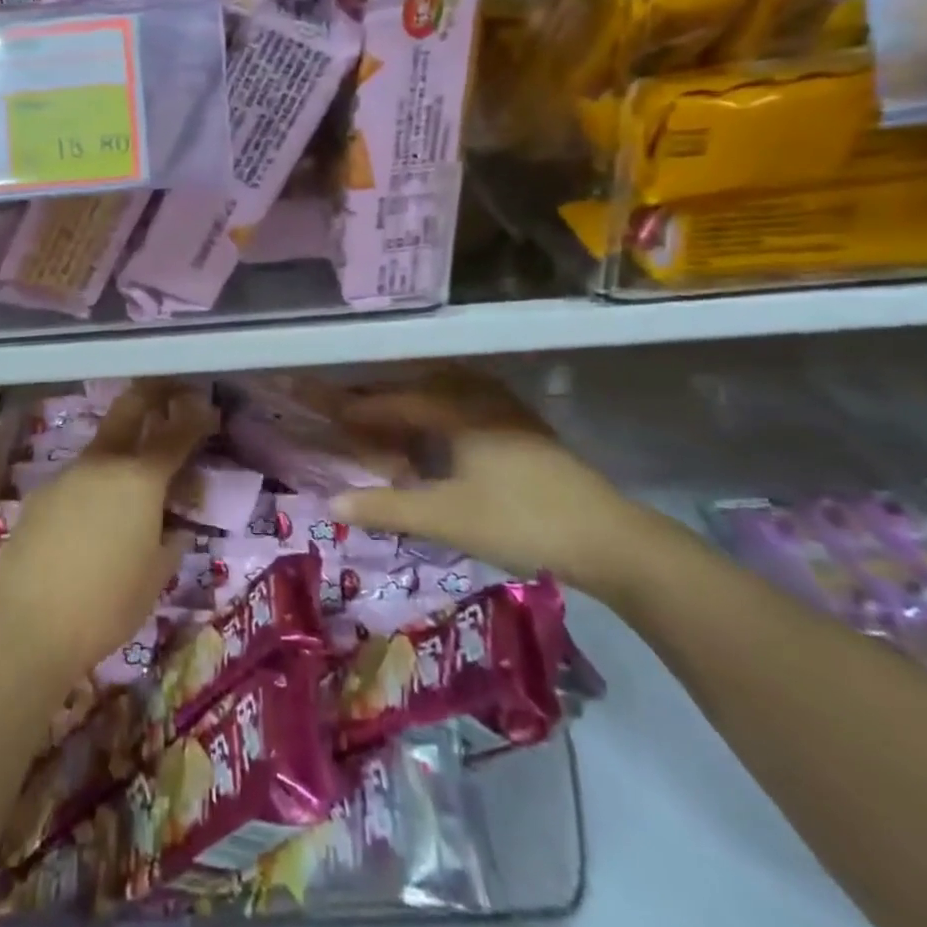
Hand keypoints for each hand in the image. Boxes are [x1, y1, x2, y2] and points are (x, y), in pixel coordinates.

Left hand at [0, 382, 215, 682]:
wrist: (27, 626)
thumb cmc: (107, 605)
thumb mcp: (157, 576)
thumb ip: (171, 541)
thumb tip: (175, 527)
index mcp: (141, 480)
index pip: (176, 434)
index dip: (196, 417)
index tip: (208, 409)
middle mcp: (102, 464)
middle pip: (129, 409)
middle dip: (152, 394)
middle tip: (170, 392)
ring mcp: (66, 476)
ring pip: (100, 447)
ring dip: (121, 447)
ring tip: (132, 479)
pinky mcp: (39, 496)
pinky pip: (76, 479)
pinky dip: (93, 484)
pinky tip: (91, 519)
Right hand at [332, 366, 644, 593]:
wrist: (607, 537)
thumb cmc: (518, 521)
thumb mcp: (445, 517)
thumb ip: (386, 507)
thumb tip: (331, 503)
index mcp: (454, 411)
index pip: (390, 402)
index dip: (353, 407)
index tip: (319, 407)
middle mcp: (478, 399)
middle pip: (416, 388)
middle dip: (379, 399)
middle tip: (349, 411)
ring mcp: (506, 411)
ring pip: (445, 393)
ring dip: (412, 402)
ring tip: (389, 420)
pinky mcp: (524, 429)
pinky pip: (466, 405)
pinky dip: (440, 413)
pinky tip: (441, 436)